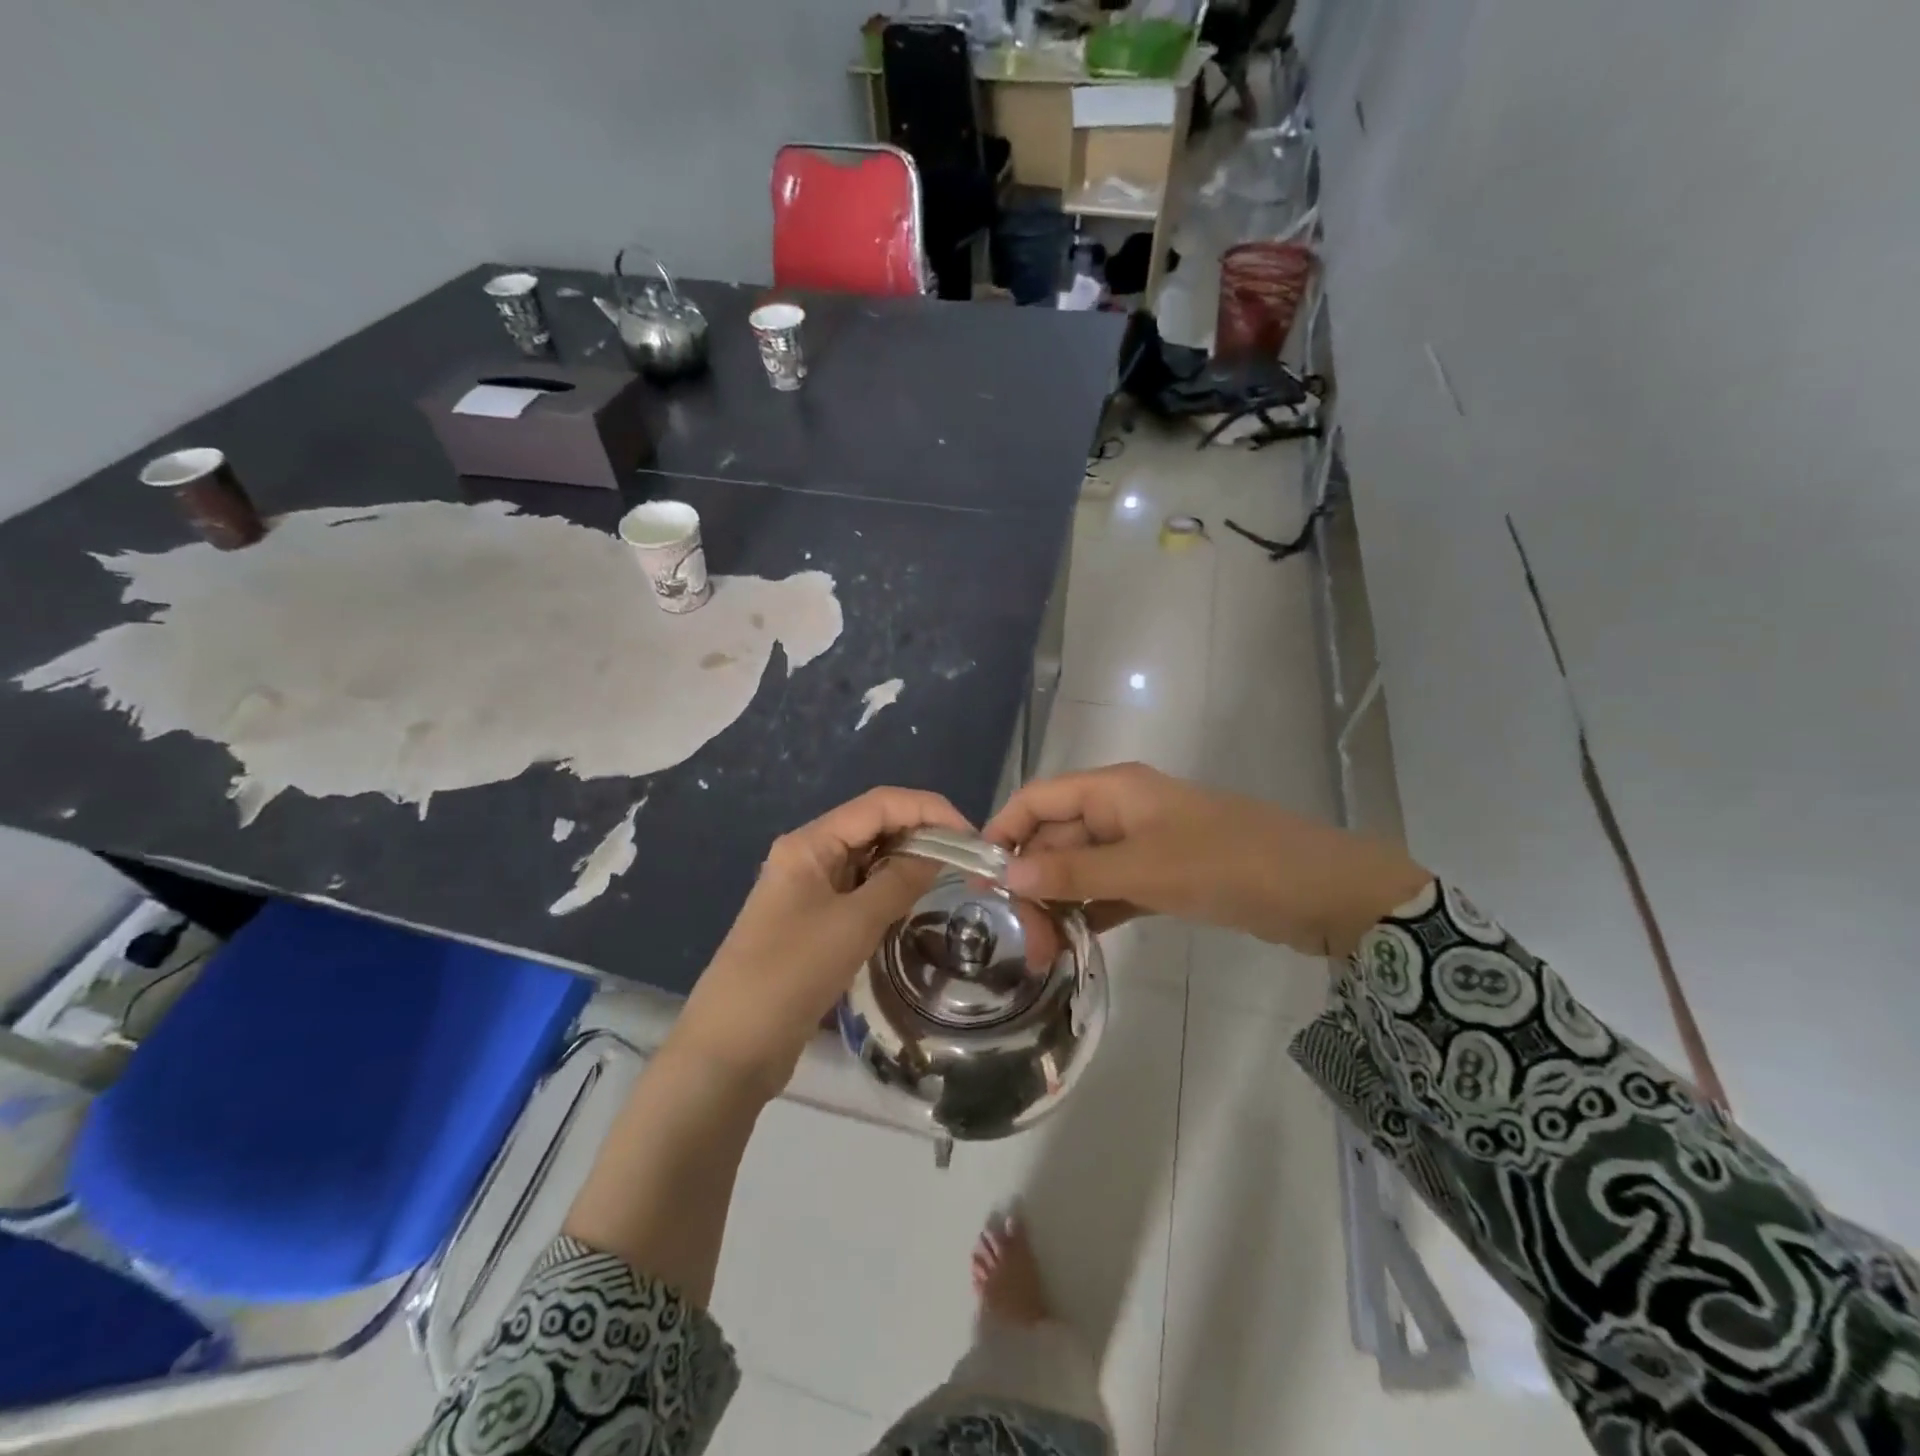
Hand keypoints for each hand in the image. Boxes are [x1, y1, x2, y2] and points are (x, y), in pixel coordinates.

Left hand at [669, 787, 971, 1098]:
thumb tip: (937, 854)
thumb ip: (899, 882)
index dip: (928, 810)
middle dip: (920, 834)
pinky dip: (888, 891)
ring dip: (905, 863)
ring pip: (868, 860)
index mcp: (810, 842)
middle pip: (873, 827)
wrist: (732, 1047)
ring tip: (947, 879)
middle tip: (966, 861)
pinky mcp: (813, 921)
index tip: (970, 835)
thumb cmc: (791, 973)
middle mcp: (808, 856)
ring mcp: (809, 890)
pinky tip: (912, 904)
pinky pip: (859, 891)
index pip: (879, 804)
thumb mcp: (854, 923)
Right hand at [983, 763, 1430, 956]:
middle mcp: (1122, 809)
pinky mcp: (1164, 874)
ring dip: (1061, 902)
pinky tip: (1078, 941)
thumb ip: (1075, 873)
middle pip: (1057, 838)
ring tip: (1046, 953)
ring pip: (1083, 867)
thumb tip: (1008, 874)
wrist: (1321, 891)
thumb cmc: (1227, 864)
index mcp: (1114, 789)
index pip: (1038, 799)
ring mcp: (1144, 842)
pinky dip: (1093, 910)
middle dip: (1034, 883)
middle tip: (1026, 942)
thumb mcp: (1145, 869)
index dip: (1004, 831)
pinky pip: (1112, 888)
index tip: (978, 880)